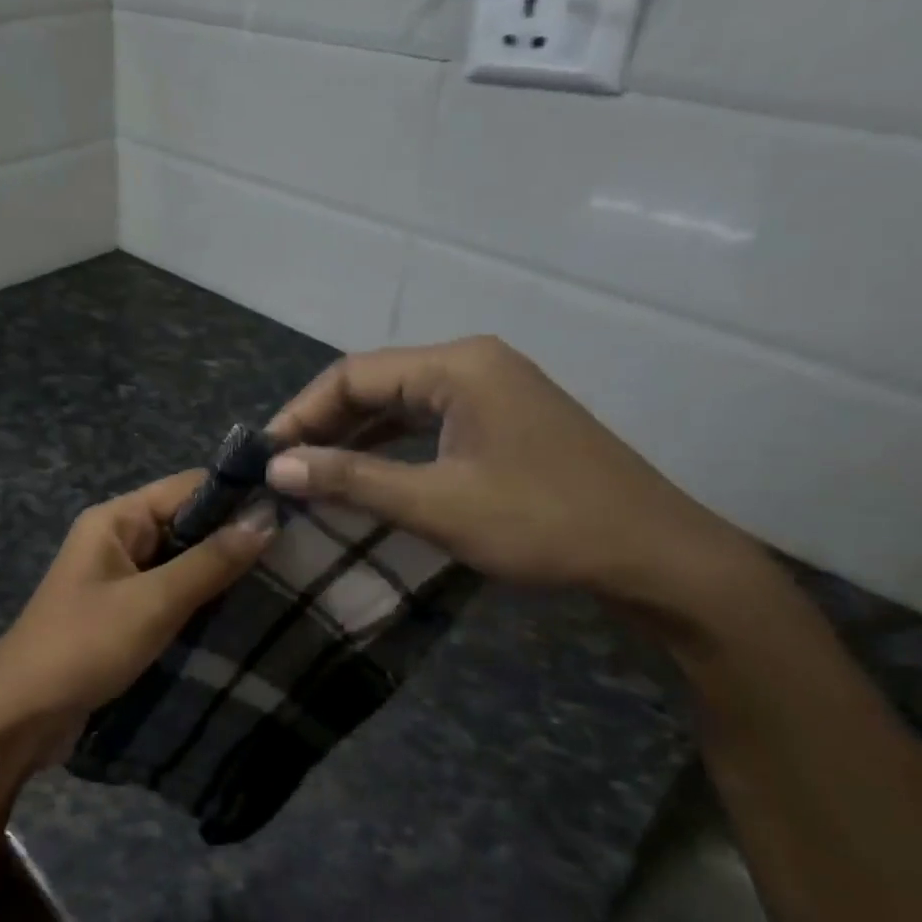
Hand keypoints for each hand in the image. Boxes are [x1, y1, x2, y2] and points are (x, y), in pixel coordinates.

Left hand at [0, 471, 277, 770]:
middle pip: (186, 524)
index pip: (188, 487)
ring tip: (284, 584)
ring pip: (181, 563)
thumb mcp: (153, 602)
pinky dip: (201, 602)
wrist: (19, 718)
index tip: (295, 513)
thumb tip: (267, 517)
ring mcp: (118, 579)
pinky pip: (169, 595)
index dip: (238, 497)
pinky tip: (243, 614)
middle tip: (299, 555)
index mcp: (115, 519)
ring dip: (221, 574)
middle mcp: (116, 539)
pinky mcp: (122, 615)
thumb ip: (211, 561)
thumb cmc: (84, 647)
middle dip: (234, 539)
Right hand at [264, 338, 761, 613]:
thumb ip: (352, 480)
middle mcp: (472, 364)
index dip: (300, 413)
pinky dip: (388, 447)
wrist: (656, 557)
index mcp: (456, 367)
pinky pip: (427, 423)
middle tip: (281, 467)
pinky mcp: (503, 421)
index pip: (353, 374)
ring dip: (353, 437)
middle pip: (375, 383)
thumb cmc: (543, 524)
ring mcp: (492, 391)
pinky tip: (363, 475)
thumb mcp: (436, 504)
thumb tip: (276, 465)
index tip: (264, 455)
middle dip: (324, 424)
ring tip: (309, 472)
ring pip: (399, 404)